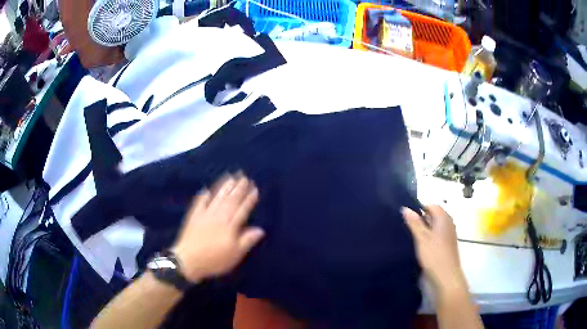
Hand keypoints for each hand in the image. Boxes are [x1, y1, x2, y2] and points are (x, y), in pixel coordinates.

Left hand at [171, 174, 264, 282]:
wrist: (188, 260)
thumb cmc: (214, 260)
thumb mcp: (235, 255)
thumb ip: (247, 240)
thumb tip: (260, 229)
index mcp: (230, 227)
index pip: (242, 210)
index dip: (249, 199)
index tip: (254, 188)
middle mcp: (218, 217)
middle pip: (230, 200)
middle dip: (238, 188)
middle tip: (244, 177)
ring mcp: (205, 215)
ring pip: (217, 198)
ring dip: (224, 187)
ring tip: (231, 177)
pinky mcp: (194, 217)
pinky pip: (199, 203)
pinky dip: (203, 196)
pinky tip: (206, 190)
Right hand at [402, 205, 466, 293]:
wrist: (446, 276)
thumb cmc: (434, 255)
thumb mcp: (421, 238)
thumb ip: (414, 223)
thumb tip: (405, 208)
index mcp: (444, 218)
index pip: (431, 205)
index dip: (419, 208)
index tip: (407, 215)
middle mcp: (448, 223)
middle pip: (434, 215)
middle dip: (421, 218)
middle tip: (406, 225)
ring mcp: (449, 234)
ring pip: (435, 226)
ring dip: (424, 229)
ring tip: (410, 235)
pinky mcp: (447, 245)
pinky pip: (437, 235)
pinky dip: (428, 237)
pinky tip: (419, 245)